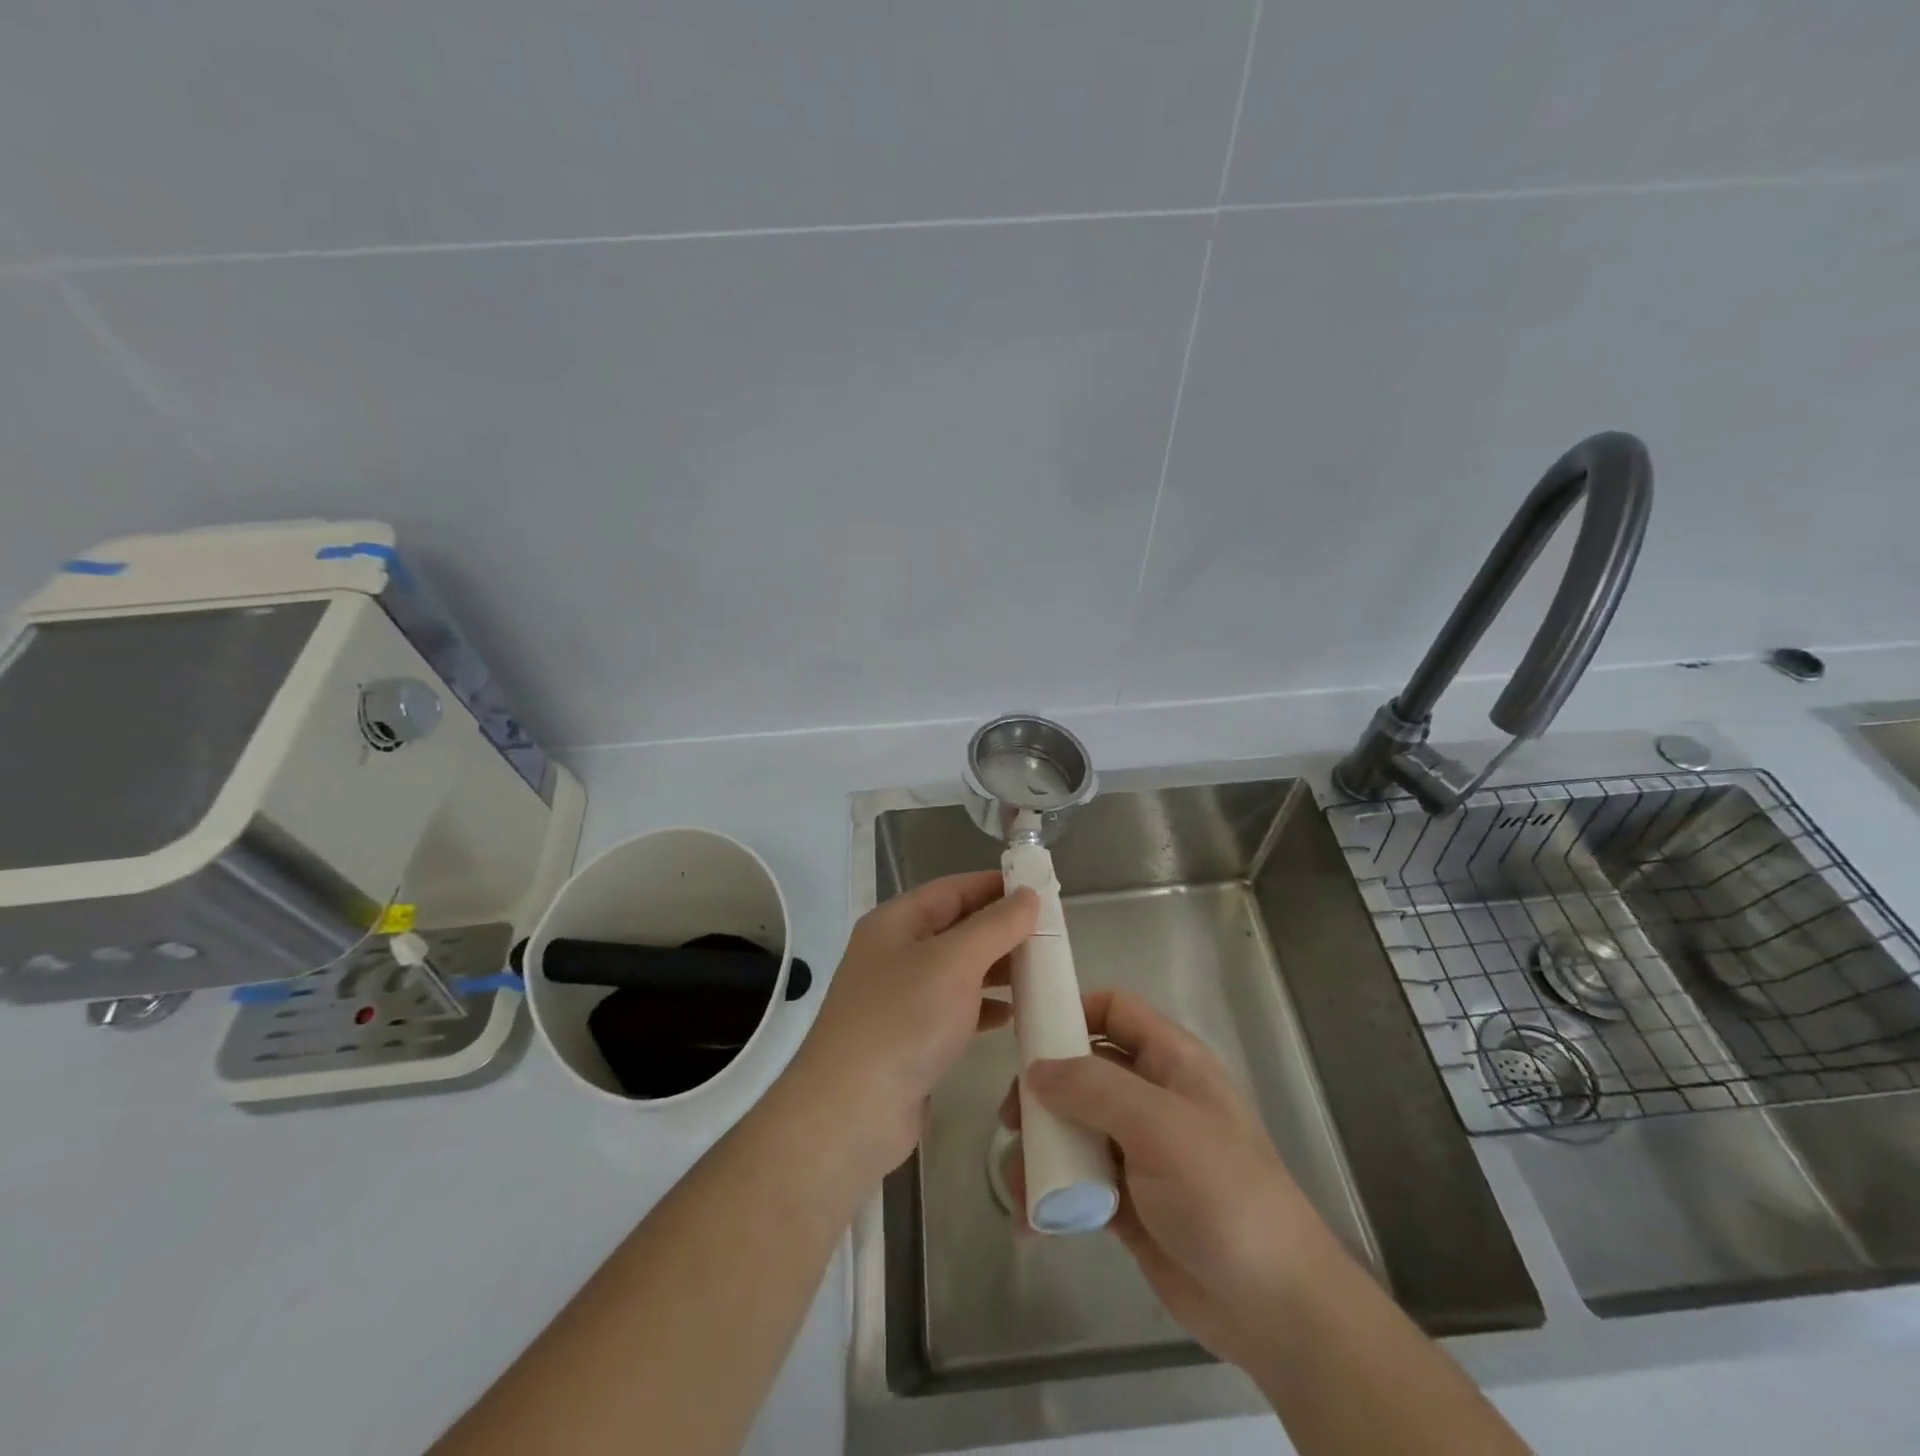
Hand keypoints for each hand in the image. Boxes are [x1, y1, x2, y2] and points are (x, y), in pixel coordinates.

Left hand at [782, 872, 1036, 1180]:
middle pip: (956, 928)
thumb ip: (995, 926)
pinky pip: (955, 1010)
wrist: (851, 1113)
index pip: (952, 889)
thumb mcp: (954, 962)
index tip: (1040, 888)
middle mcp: (895, 954)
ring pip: (958, 970)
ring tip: (1042, 971)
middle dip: (1002, 929)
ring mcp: (900, 998)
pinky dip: (983, 1007)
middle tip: (1051, 934)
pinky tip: (1012, 1015)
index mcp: (895, 923)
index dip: (994, 886)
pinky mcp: (910, 1038)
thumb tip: (1029, 894)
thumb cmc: (903, 1021)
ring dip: (997, 968)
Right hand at [1000, 990, 1344, 1371]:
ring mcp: (1140, 1152)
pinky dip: (1051, 1194)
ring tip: (1017, 1182)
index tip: (1027, 1033)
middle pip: (1084, 1070)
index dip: (1073, 1011)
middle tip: (1013, 1119)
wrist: (1275, 1309)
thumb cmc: (1223, 1195)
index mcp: (1172, 1062)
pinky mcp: (1128, 1203)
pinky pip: (1077, 1182)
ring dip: (1041, 1149)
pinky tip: (1031, 1219)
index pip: (1116, 1011)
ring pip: (1075, 1128)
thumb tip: (1036, 1069)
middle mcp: (1153, 1098)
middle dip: (1044, 1090)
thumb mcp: (1160, 1126)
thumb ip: (1094, 1088)